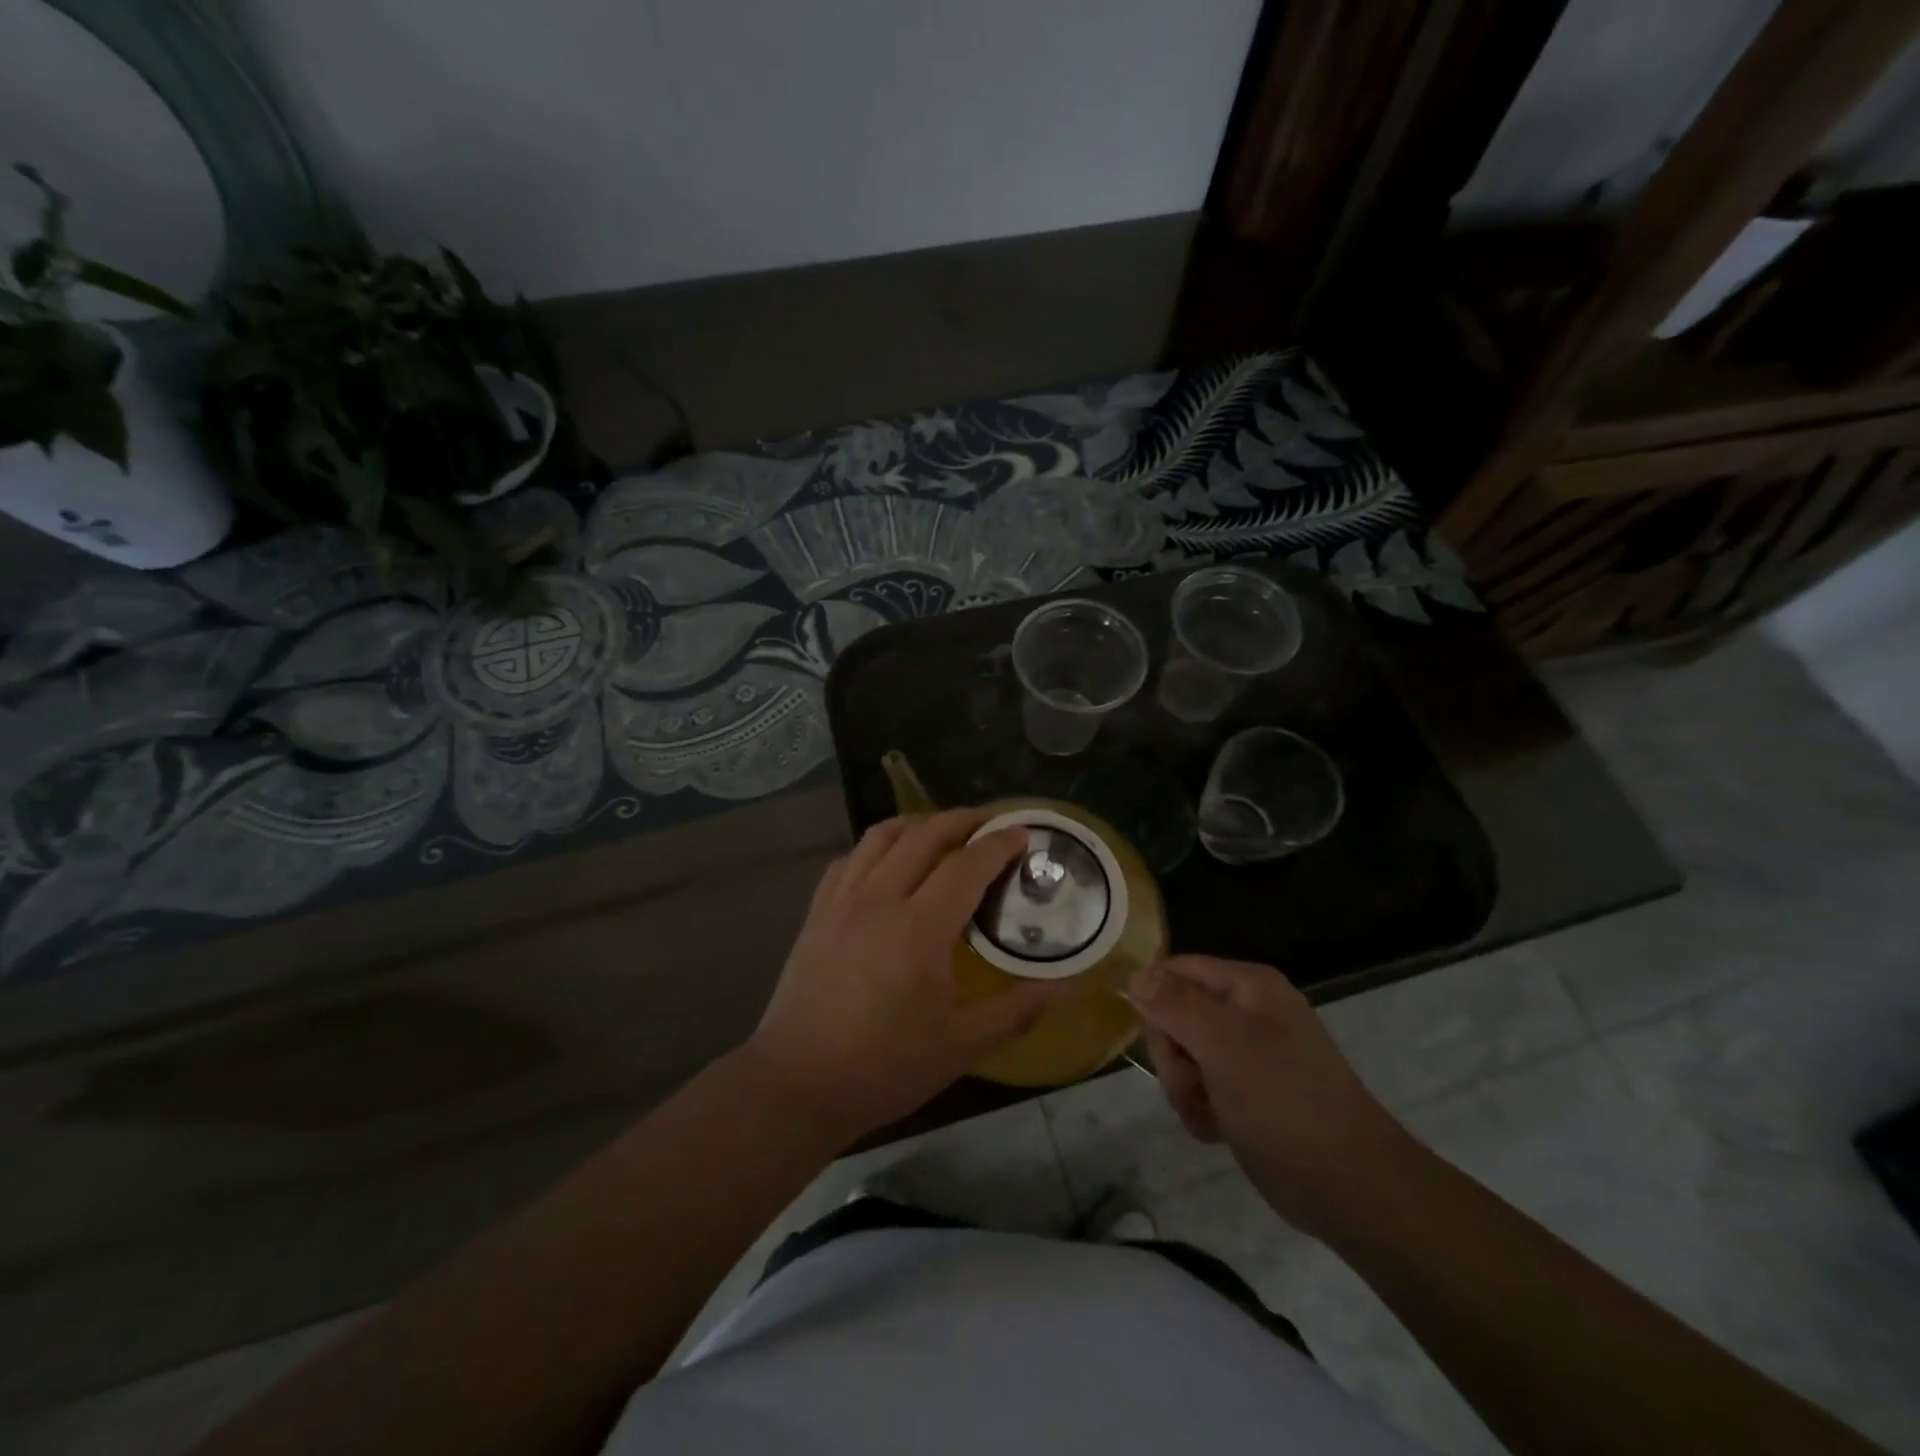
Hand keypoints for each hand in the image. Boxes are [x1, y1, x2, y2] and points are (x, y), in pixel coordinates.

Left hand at [745, 811, 1069, 1144]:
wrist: (797, 1084)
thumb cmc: (884, 1067)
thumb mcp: (962, 1046)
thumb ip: (1018, 1010)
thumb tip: (1068, 985)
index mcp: (920, 927)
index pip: (968, 865)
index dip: (999, 844)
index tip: (1023, 833)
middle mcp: (880, 898)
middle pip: (924, 834)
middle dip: (961, 819)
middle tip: (989, 824)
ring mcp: (842, 901)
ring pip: (881, 836)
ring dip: (917, 823)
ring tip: (941, 831)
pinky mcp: (817, 912)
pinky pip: (850, 859)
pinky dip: (876, 847)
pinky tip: (887, 863)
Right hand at [1129, 955, 1412, 1235]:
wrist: (1352, 1189)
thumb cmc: (1287, 1105)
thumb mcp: (1226, 1047)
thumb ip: (1176, 1005)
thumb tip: (1134, 975)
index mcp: (1247, 986)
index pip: (1175, 969)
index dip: (1155, 1001)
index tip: (1162, 1042)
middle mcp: (1246, 1011)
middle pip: (1173, 1012)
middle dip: (1173, 1054)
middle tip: (1193, 1082)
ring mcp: (1247, 1053)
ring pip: (1181, 1054)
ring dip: (1183, 1088)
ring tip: (1208, 1112)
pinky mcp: (1245, 1092)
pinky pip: (1199, 1086)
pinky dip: (1199, 1108)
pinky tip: (1216, 1130)